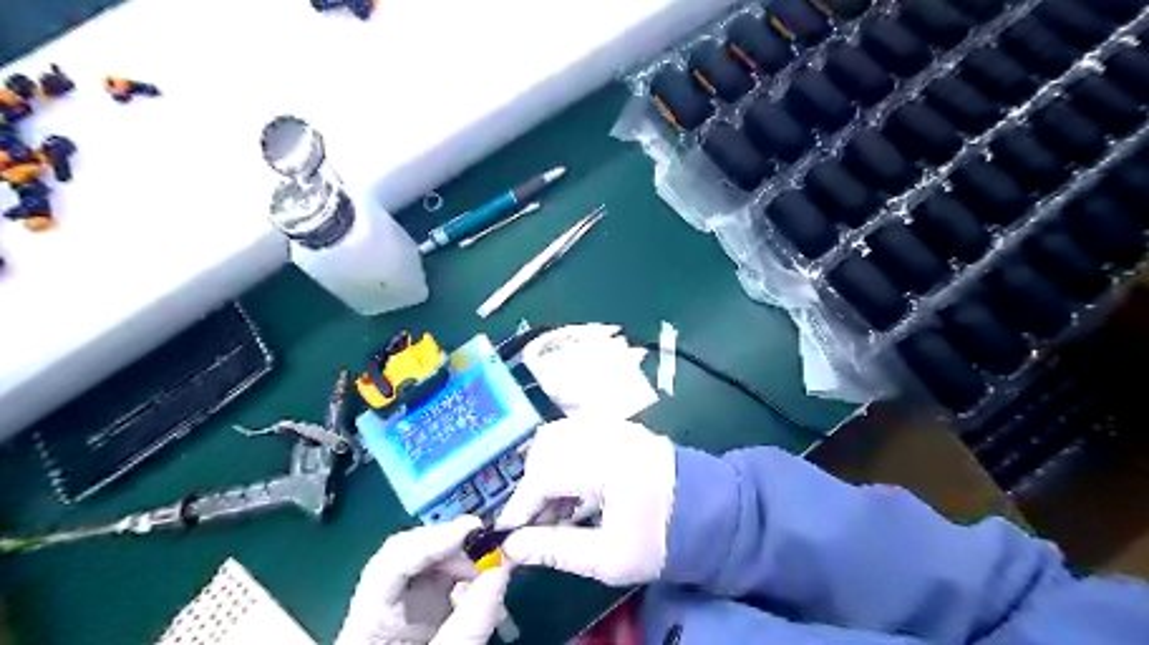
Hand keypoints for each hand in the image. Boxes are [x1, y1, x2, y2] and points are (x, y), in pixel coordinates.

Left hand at [335, 516, 508, 644]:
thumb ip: (470, 623)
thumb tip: (503, 566)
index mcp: (366, 625)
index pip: (390, 563)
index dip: (432, 541)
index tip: (474, 532)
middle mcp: (379, 605)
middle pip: (408, 554)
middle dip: (452, 548)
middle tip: (490, 553)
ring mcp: (400, 607)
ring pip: (428, 563)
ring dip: (464, 560)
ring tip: (493, 570)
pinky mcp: (422, 612)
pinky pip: (445, 580)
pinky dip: (470, 577)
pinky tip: (487, 585)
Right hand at [500, 419, 675, 589]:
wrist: (707, 512)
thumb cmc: (661, 540)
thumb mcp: (609, 558)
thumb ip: (556, 550)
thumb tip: (512, 547)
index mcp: (606, 465)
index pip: (543, 475)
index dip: (520, 506)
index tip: (507, 533)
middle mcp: (605, 434)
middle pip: (544, 447)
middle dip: (532, 485)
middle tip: (538, 521)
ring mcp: (612, 425)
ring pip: (556, 435)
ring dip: (545, 468)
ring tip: (557, 506)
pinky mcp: (617, 426)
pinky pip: (574, 433)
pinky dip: (562, 456)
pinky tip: (574, 486)